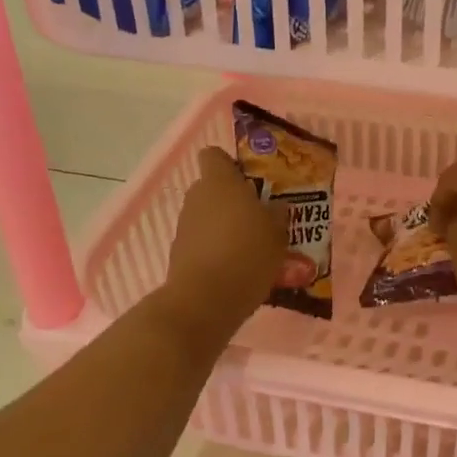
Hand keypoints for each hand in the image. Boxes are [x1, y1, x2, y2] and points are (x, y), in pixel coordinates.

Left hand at [163, 147, 286, 328]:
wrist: (205, 300)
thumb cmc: (247, 254)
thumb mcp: (277, 233)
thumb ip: (277, 214)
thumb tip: (276, 207)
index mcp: (220, 182)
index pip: (215, 155)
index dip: (230, 164)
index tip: (250, 180)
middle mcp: (197, 197)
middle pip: (212, 188)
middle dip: (233, 200)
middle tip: (260, 217)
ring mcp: (184, 226)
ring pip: (207, 216)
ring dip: (225, 226)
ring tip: (252, 247)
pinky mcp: (179, 253)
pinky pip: (202, 242)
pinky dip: (216, 249)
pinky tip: (237, 268)